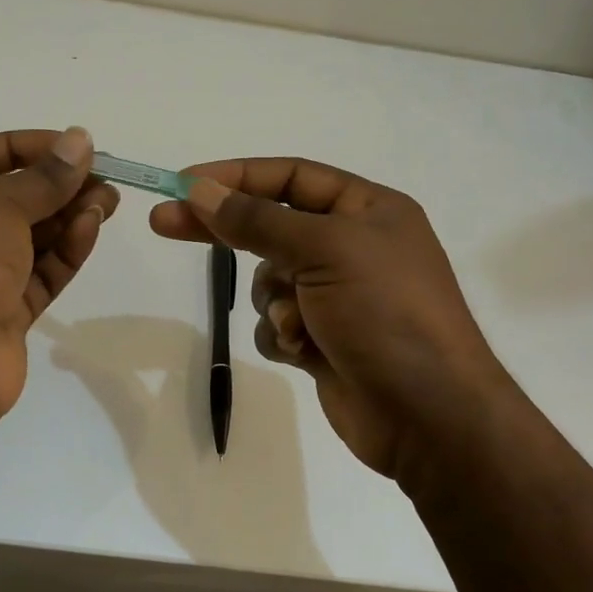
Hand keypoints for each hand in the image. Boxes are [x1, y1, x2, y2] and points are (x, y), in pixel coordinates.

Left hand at [0, 127, 118, 432]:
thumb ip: (44, 177)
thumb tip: (79, 140)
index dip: (22, 146)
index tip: (69, 146)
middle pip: (7, 198)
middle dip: (54, 184)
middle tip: (102, 175)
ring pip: (28, 238)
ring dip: (67, 215)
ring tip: (109, 200)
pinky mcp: (2, 314)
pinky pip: (38, 273)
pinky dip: (65, 251)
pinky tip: (92, 228)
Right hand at [149, 158, 503, 479]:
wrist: (430, 415)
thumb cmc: (386, 313)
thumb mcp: (324, 250)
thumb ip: (257, 220)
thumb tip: (199, 189)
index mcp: (367, 210)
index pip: (290, 177)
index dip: (236, 176)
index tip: (184, 183)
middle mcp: (353, 246)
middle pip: (270, 225)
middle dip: (224, 229)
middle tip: (163, 222)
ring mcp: (337, 295)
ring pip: (269, 280)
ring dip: (274, 300)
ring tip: (298, 323)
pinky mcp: (324, 338)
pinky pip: (277, 322)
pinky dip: (282, 334)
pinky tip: (305, 352)